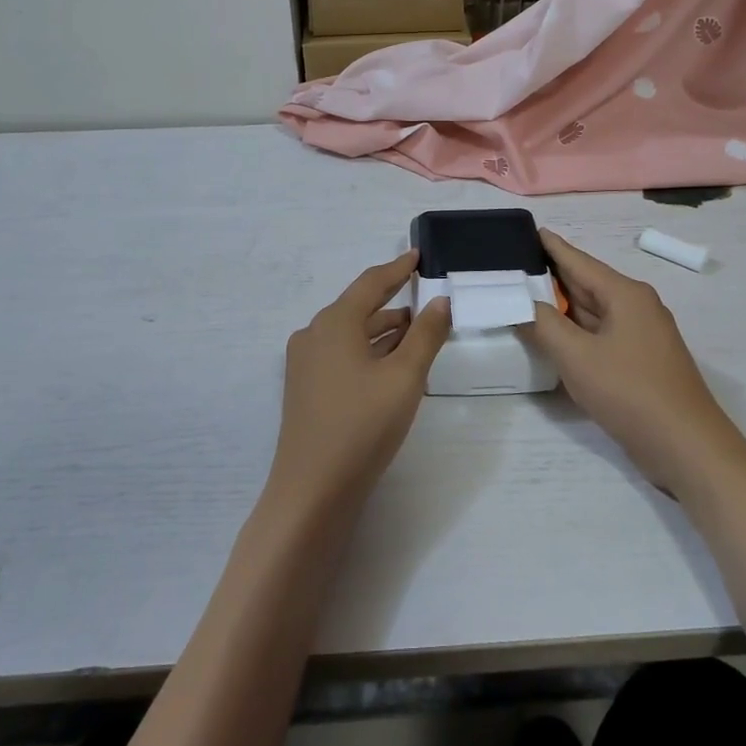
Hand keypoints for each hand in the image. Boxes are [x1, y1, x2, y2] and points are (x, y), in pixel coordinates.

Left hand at [270, 252, 451, 514]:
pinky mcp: (306, 387)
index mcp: (334, 322)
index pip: (371, 283)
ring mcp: (306, 363)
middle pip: (359, 307)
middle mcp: (314, 334)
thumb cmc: (362, 425)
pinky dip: (369, 351)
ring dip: (384, 331)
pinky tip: (392, 364)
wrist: (313, 490)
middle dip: (394, 303)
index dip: (397, 268)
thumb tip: (440, 301)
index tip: (418, 256)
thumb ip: (426, 335)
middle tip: (427, 299)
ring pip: (352, 334)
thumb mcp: (404, 377)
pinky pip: (343, 355)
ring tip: (419, 332)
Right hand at [527, 229, 743, 494]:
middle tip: (509, 267)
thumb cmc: (631, 392)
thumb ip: (543, 325)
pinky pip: (599, 336)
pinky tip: (550, 336)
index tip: (523, 230)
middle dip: (549, 277)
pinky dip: (573, 332)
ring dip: (560, 307)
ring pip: (591, 312)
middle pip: (584, 284)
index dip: (549, 246)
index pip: (578, 260)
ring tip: (521, 297)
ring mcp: (639, 336)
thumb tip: (521, 303)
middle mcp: (635, 307)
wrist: (687, 448)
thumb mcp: (577, 356)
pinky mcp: (638, 362)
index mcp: (625, 294)